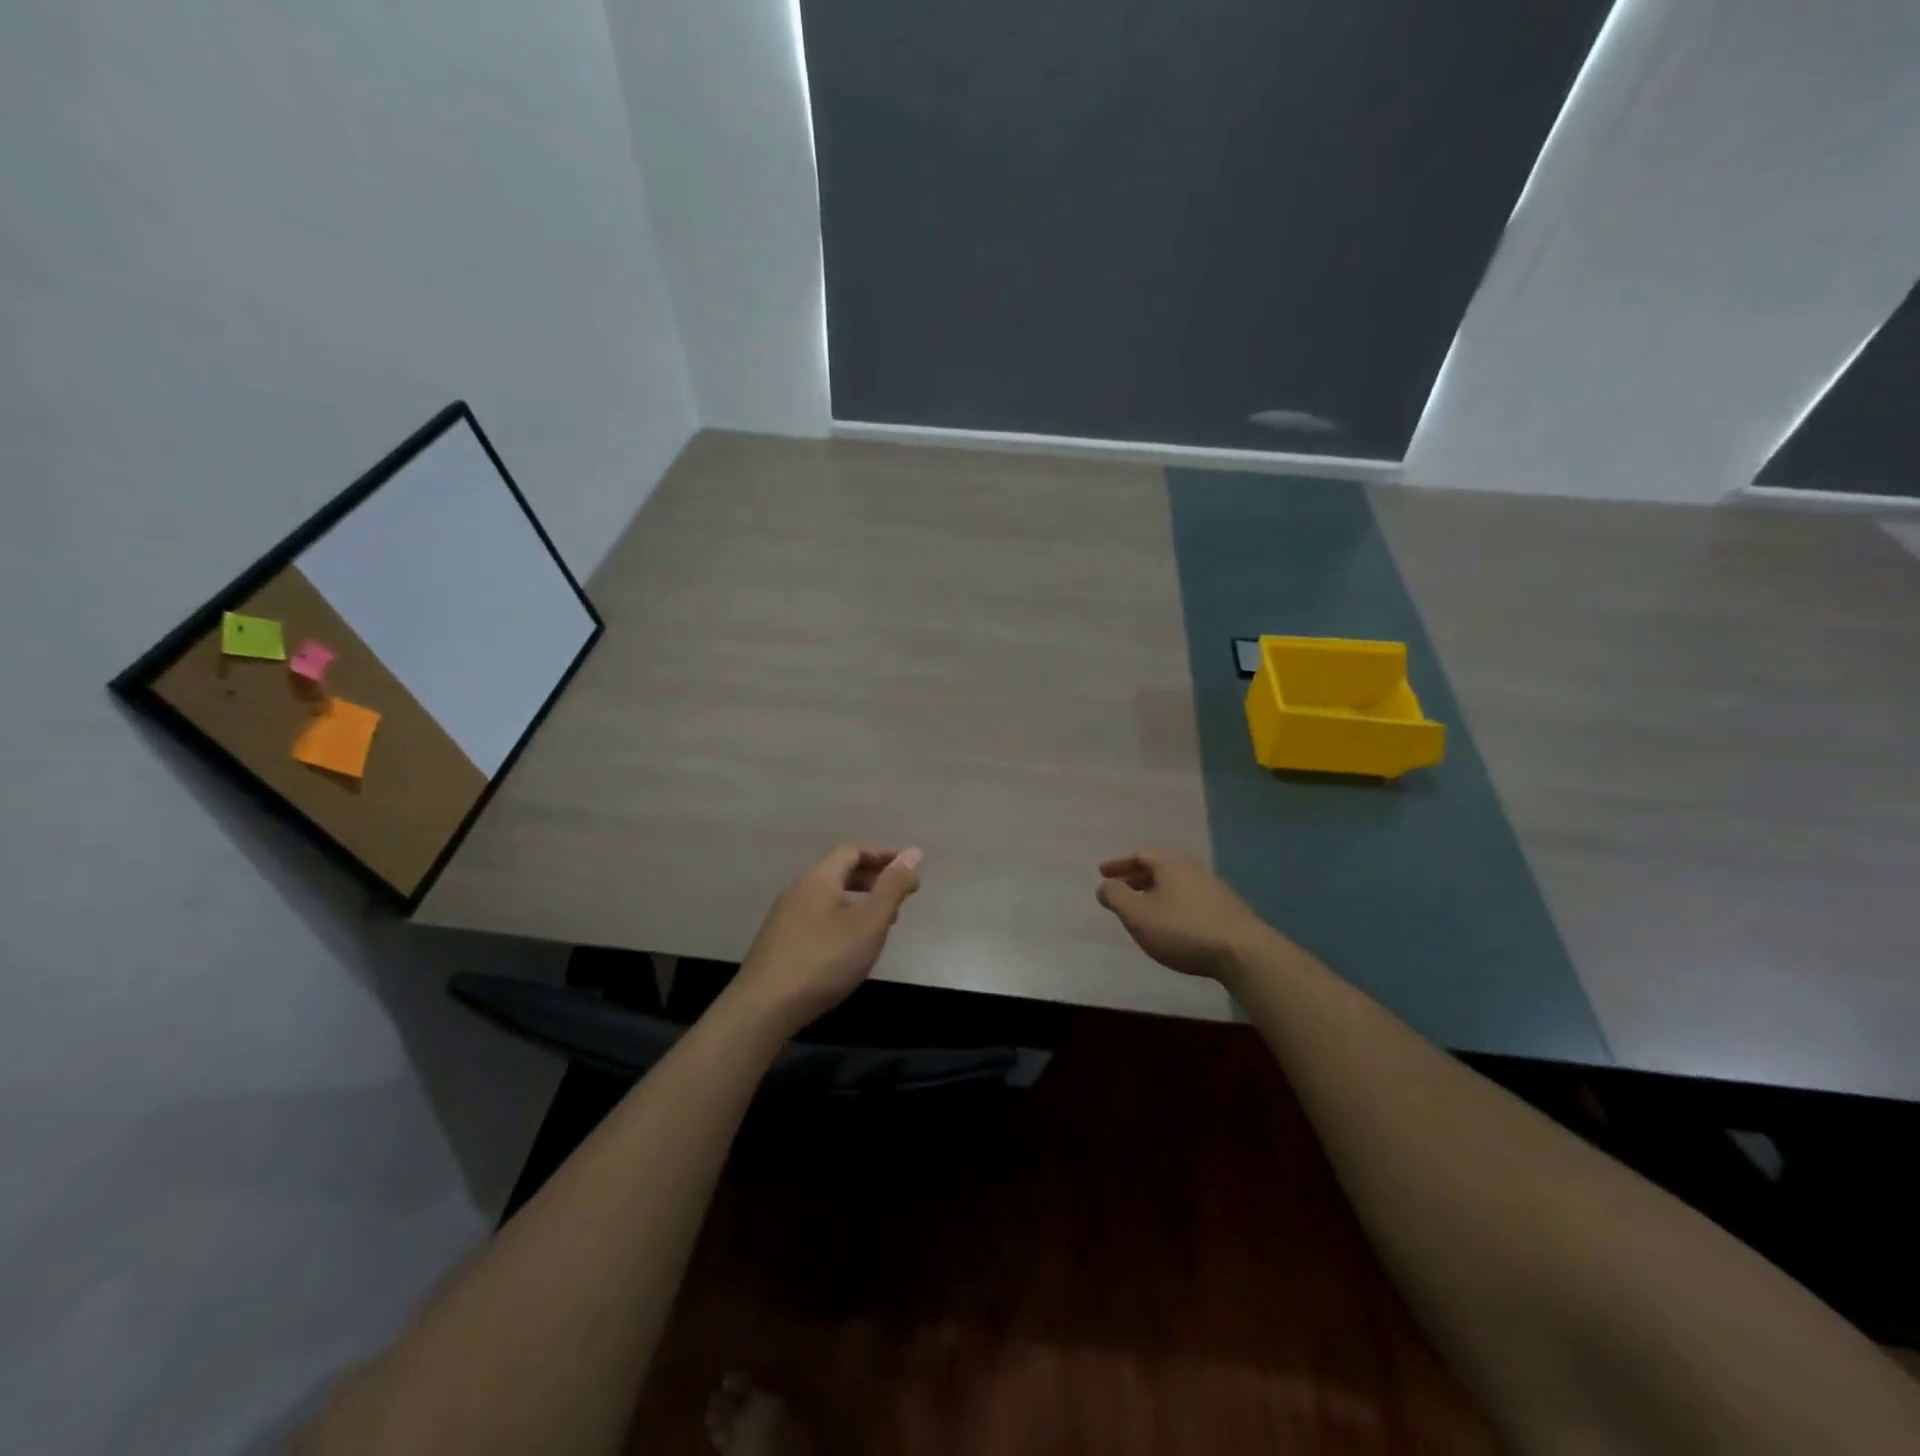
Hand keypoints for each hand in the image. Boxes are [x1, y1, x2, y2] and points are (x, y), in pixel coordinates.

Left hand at [732, 844, 922, 1036]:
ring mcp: (784, 917)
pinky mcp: (779, 943)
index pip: (853, 851)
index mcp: (819, 878)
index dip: (883, 855)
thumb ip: (892, 887)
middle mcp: (798, 890)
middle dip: (873, 879)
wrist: (764, 1008)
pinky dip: (842, 919)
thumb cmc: (824, 959)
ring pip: (829, 897)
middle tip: (900, 896)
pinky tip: (850, 946)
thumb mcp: (869, 923)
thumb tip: (914, 852)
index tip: (908, 869)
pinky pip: (818, 917)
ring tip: (882, 923)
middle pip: (839, 872)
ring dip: (858, 901)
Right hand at [1096, 850, 1273, 981]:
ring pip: (1176, 883)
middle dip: (1136, 877)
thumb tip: (1103, 885)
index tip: (1103, 873)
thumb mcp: (1138, 915)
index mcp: (1170, 864)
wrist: (1243, 952)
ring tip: (1143, 908)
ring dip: (1155, 892)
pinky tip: (1171, 923)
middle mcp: (1192, 869)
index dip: (1119, 864)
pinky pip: (1190, 898)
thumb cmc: (1182, 929)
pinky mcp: (1227, 909)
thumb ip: (1116, 897)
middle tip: (1120, 889)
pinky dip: (1173, 904)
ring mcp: (1213, 888)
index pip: (1140, 855)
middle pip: (1160, 867)